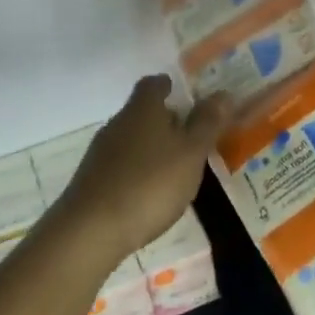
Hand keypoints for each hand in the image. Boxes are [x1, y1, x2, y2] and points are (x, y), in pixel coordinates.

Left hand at [60, 75, 229, 261]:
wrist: (91, 230)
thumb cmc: (150, 184)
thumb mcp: (190, 154)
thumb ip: (207, 124)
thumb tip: (223, 93)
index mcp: (142, 109)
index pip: (154, 84)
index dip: (170, 87)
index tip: (187, 97)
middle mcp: (118, 123)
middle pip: (142, 112)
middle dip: (166, 121)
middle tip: (192, 138)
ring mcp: (100, 152)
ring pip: (132, 140)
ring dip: (152, 148)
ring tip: (176, 168)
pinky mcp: (92, 180)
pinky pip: (121, 165)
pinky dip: (138, 171)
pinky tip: (150, 193)